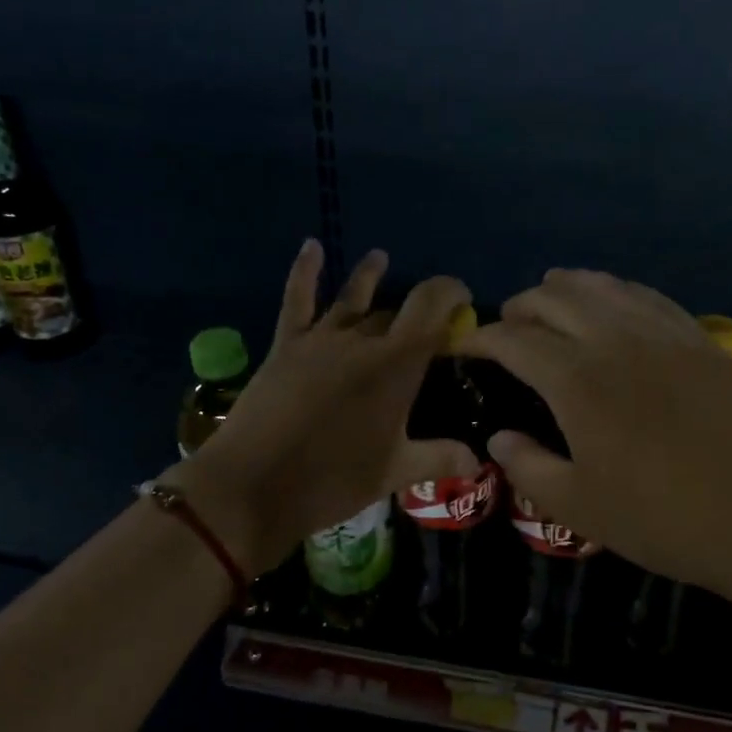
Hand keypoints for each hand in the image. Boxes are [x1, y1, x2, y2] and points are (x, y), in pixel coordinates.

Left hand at [168, 241, 476, 574]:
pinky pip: (297, 300)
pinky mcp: (286, 346)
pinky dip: (304, 271)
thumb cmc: (332, 480)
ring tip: (380, 257)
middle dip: (417, 311)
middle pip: (396, 312)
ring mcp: (320, 340)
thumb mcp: (393, 473)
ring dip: (369, 278)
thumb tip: (477, 460)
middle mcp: (361, 341)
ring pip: (352, 300)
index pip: (431, 307)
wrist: (254, 485)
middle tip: (429, 323)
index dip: (451, 294)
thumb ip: (439, 458)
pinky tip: (310, 247)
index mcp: (395, 365)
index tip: (463, 301)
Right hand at [459, 269, 731, 592]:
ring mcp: (663, 333)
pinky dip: (616, 291)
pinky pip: (647, 296)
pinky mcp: (700, 339)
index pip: (514, 339)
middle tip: (507, 326)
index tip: (466, 348)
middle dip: (521, 306)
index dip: (482, 338)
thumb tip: (499, 440)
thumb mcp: (580, 507)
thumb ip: (529, 468)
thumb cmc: (666, 518)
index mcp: (576, 380)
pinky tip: (614, 303)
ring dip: (567, 287)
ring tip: (551, 298)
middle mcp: (615, 340)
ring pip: (603, 286)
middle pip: (555, 298)